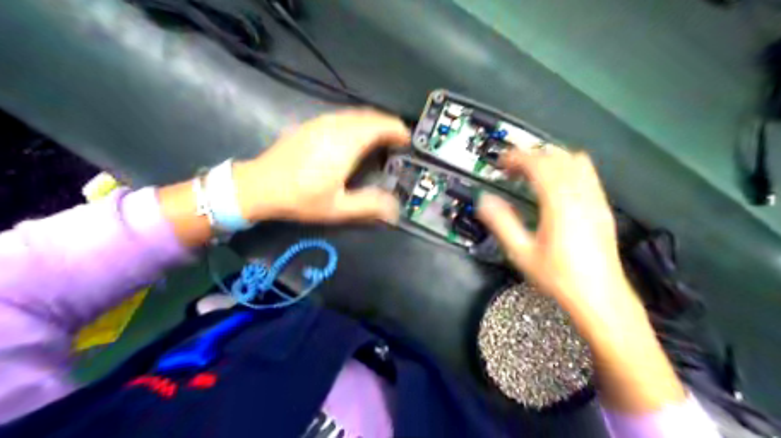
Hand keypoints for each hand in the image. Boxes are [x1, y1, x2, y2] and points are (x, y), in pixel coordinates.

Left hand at [235, 108, 410, 224]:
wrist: (258, 186)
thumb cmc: (300, 198)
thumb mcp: (338, 208)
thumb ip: (369, 205)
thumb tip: (396, 209)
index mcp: (346, 143)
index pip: (380, 126)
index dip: (398, 130)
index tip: (408, 141)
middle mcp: (335, 126)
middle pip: (370, 116)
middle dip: (388, 125)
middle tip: (398, 142)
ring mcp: (321, 122)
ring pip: (355, 114)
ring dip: (372, 122)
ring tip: (380, 139)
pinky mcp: (310, 125)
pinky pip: (342, 116)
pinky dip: (357, 122)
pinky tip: (354, 137)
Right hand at [479, 149, 685, 411]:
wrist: (601, 299)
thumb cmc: (559, 279)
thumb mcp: (522, 253)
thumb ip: (501, 223)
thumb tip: (484, 201)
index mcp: (560, 204)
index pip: (538, 165)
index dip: (517, 157)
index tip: (500, 162)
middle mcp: (581, 195)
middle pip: (557, 157)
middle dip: (532, 156)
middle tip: (512, 168)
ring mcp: (596, 200)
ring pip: (576, 161)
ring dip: (551, 159)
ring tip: (532, 173)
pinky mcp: (603, 208)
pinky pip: (588, 175)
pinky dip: (568, 169)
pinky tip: (557, 187)